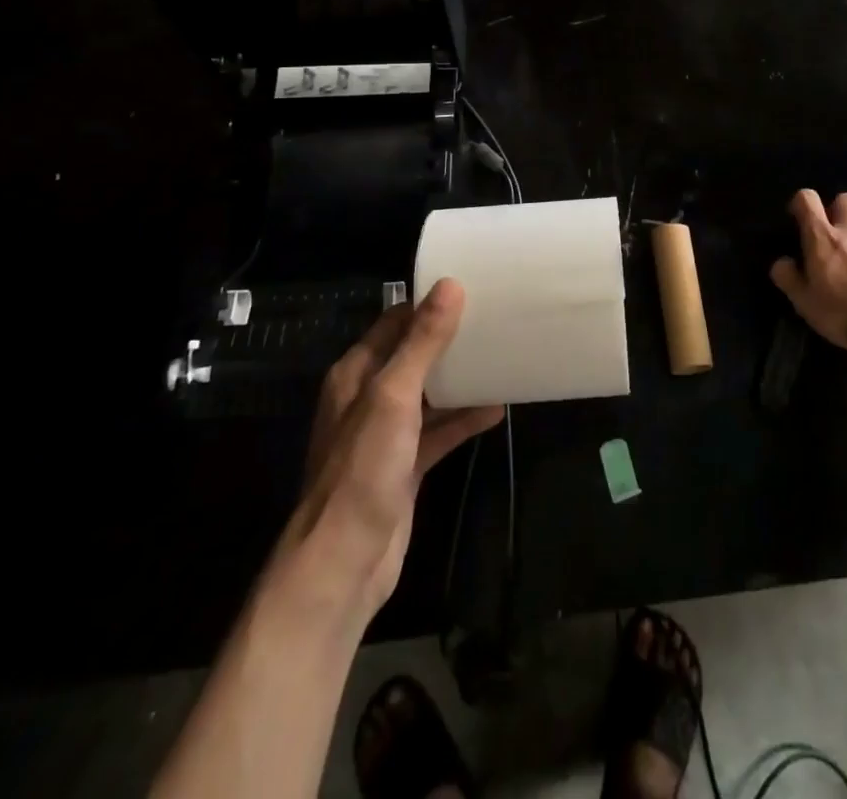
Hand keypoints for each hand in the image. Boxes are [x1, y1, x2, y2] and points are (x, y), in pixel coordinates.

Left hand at [279, 279, 502, 624]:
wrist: (345, 561)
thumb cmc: (363, 468)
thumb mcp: (394, 395)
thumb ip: (422, 342)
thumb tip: (450, 284)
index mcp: (356, 373)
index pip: (395, 323)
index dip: (428, 305)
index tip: (471, 288)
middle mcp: (369, 397)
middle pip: (414, 356)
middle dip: (450, 340)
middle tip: (494, 320)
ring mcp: (387, 434)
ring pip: (429, 394)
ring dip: (460, 379)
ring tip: (501, 358)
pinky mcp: (405, 464)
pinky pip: (439, 431)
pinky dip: (463, 419)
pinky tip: (496, 409)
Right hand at [769, 189, 846, 352]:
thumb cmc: (842, 314)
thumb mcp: (803, 302)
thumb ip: (788, 277)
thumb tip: (782, 262)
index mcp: (823, 238)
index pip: (807, 199)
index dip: (801, 203)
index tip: (798, 218)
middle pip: (845, 200)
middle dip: (838, 210)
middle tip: (834, 234)